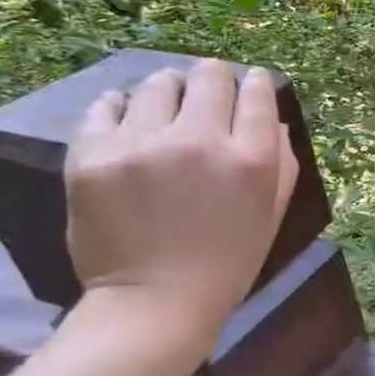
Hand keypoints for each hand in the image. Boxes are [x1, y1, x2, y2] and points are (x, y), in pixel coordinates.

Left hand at [65, 59, 298, 348]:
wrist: (156, 301)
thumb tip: (272, 118)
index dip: (255, 83)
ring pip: (158, 83)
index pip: (257, 91)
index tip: (250, 86)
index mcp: (252, 158)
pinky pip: (107, 105)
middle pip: (209, 75)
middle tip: (207, 95)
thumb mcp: (273, 212)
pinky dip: (121, 107)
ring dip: (169, 90)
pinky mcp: (93, 155)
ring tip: (165, 108)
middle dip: (214, 79)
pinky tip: (129, 121)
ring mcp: (142, 145)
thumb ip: (281, 161)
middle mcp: (200, 141)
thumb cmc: (229, 260)